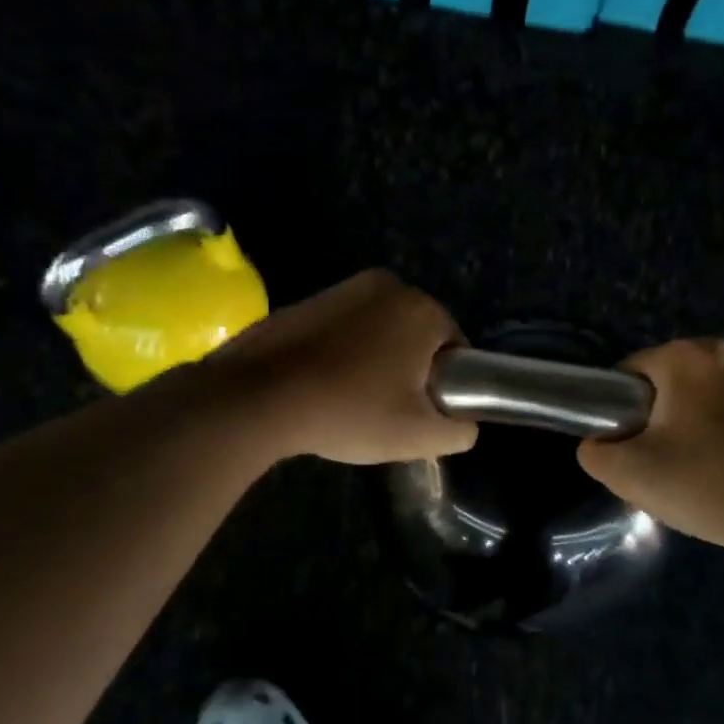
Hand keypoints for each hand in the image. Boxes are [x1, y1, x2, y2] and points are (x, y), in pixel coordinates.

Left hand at [210, 270, 477, 464]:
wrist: (259, 397)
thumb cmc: (351, 410)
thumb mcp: (419, 436)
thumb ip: (459, 431)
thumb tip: (464, 425)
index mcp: (422, 309)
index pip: (455, 348)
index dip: (446, 383)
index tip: (423, 411)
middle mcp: (388, 286)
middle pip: (416, 335)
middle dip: (410, 368)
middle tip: (390, 409)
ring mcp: (342, 289)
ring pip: (379, 330)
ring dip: (376, 358)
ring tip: (351, 400)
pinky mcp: (306, 300)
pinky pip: (343, 328)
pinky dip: (342, 351)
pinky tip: (323, 385)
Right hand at [577, 339, 723, 553]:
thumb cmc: (704, 484)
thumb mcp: (627, 473)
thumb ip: (594, 450)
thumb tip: (600, 441)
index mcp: (687, 355)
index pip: (628, 374)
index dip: (618, 412)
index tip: (629, 449)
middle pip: (665, 382)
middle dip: (655, 416)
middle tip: (658, 462)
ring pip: (697, 394)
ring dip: (687, 422)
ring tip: (690, 466)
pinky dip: (717, 427)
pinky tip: (721, 463)